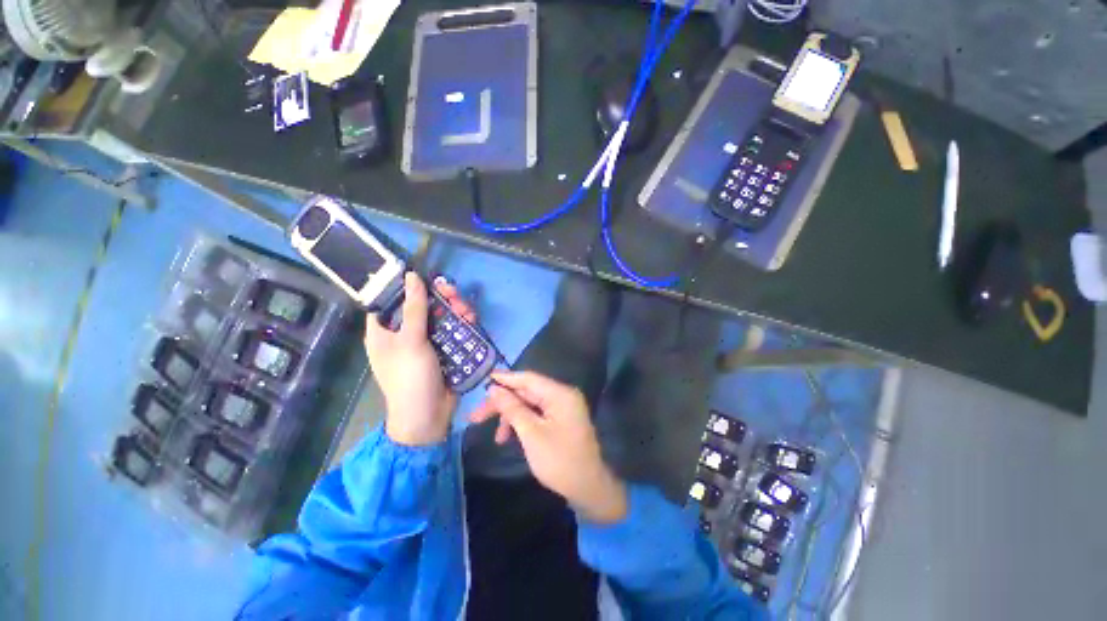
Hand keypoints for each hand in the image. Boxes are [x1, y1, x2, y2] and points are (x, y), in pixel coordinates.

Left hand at [365, 273, 476, 446]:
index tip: (426, 277)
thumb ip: (414, 308)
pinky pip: (453, 329)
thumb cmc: (410, 378)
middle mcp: (404, 333)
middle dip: (440, 297)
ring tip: (467, 310)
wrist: (429, 416)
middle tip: (453, 293)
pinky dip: (462, 323)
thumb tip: (411, 276)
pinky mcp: (444, 349)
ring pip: (441, 316)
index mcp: (384, 331)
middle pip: (422, 305)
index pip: (390, 300)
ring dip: (455, 309)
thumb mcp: (411, 341)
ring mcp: (426, 341)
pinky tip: (472, 320)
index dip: (406, 286)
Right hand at [469, 371, 627, 523]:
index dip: (506, 378)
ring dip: (511, 416)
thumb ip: (512, 408)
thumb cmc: (559, 461)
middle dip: (502, 403)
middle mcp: (562, 395)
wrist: (588, 488)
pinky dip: (522, 423)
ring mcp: (562, 407)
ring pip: (529, 404)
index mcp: (559, 394)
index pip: (528, 379)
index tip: (485, 378)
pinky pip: (537, 414)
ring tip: (496, 437)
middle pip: (526, 392)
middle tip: (476, 416)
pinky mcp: (560, 419)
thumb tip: (494, 389)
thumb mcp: (531, 434)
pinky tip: (510, 438)